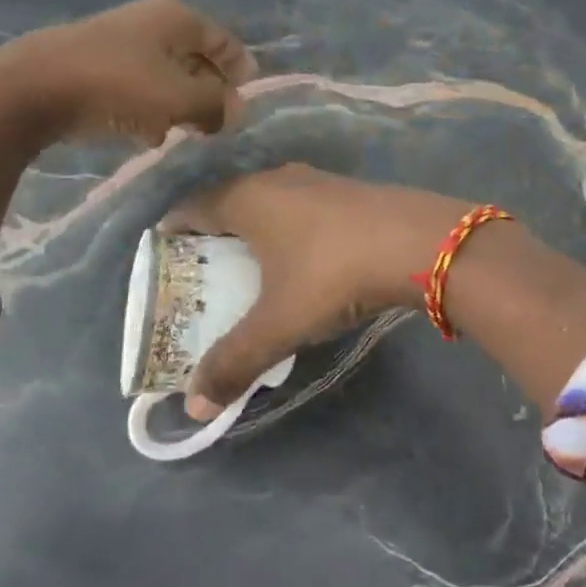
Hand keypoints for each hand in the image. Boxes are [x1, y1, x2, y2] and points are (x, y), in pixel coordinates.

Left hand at [0, 0, 255, 145]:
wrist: (31, 88)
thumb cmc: (118, 85)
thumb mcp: (179, 98)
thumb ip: (216, 105)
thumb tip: (236, 112)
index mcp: (178, 18)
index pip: (226, 42)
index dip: (242, 73)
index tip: (247, 106)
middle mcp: (153, 22)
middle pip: (197, 59)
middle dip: (209, 93)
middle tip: (216, 126)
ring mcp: (121, 43)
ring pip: (167, 76)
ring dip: (178, 105)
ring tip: (181, 134)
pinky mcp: (96, 66)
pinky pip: (137, 87)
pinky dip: (148, 108)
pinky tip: (143, 135)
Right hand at [166, 164, 471, 418]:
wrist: (421, 243)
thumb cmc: (335, 274)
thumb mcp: (280, 323)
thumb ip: (235, 361)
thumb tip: (192, 407)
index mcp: (249, 199)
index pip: (194, 206)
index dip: (174, 229)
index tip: (164, 255)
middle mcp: (278, 180)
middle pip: (231, 200)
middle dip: (214, 231)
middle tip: (204, 268)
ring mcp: (319, 181)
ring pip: (271, 201)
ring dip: (257, 228)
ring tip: (251, 264)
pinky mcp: (351, 192)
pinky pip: (303, 207)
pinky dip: (290, 228)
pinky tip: (304, 256)